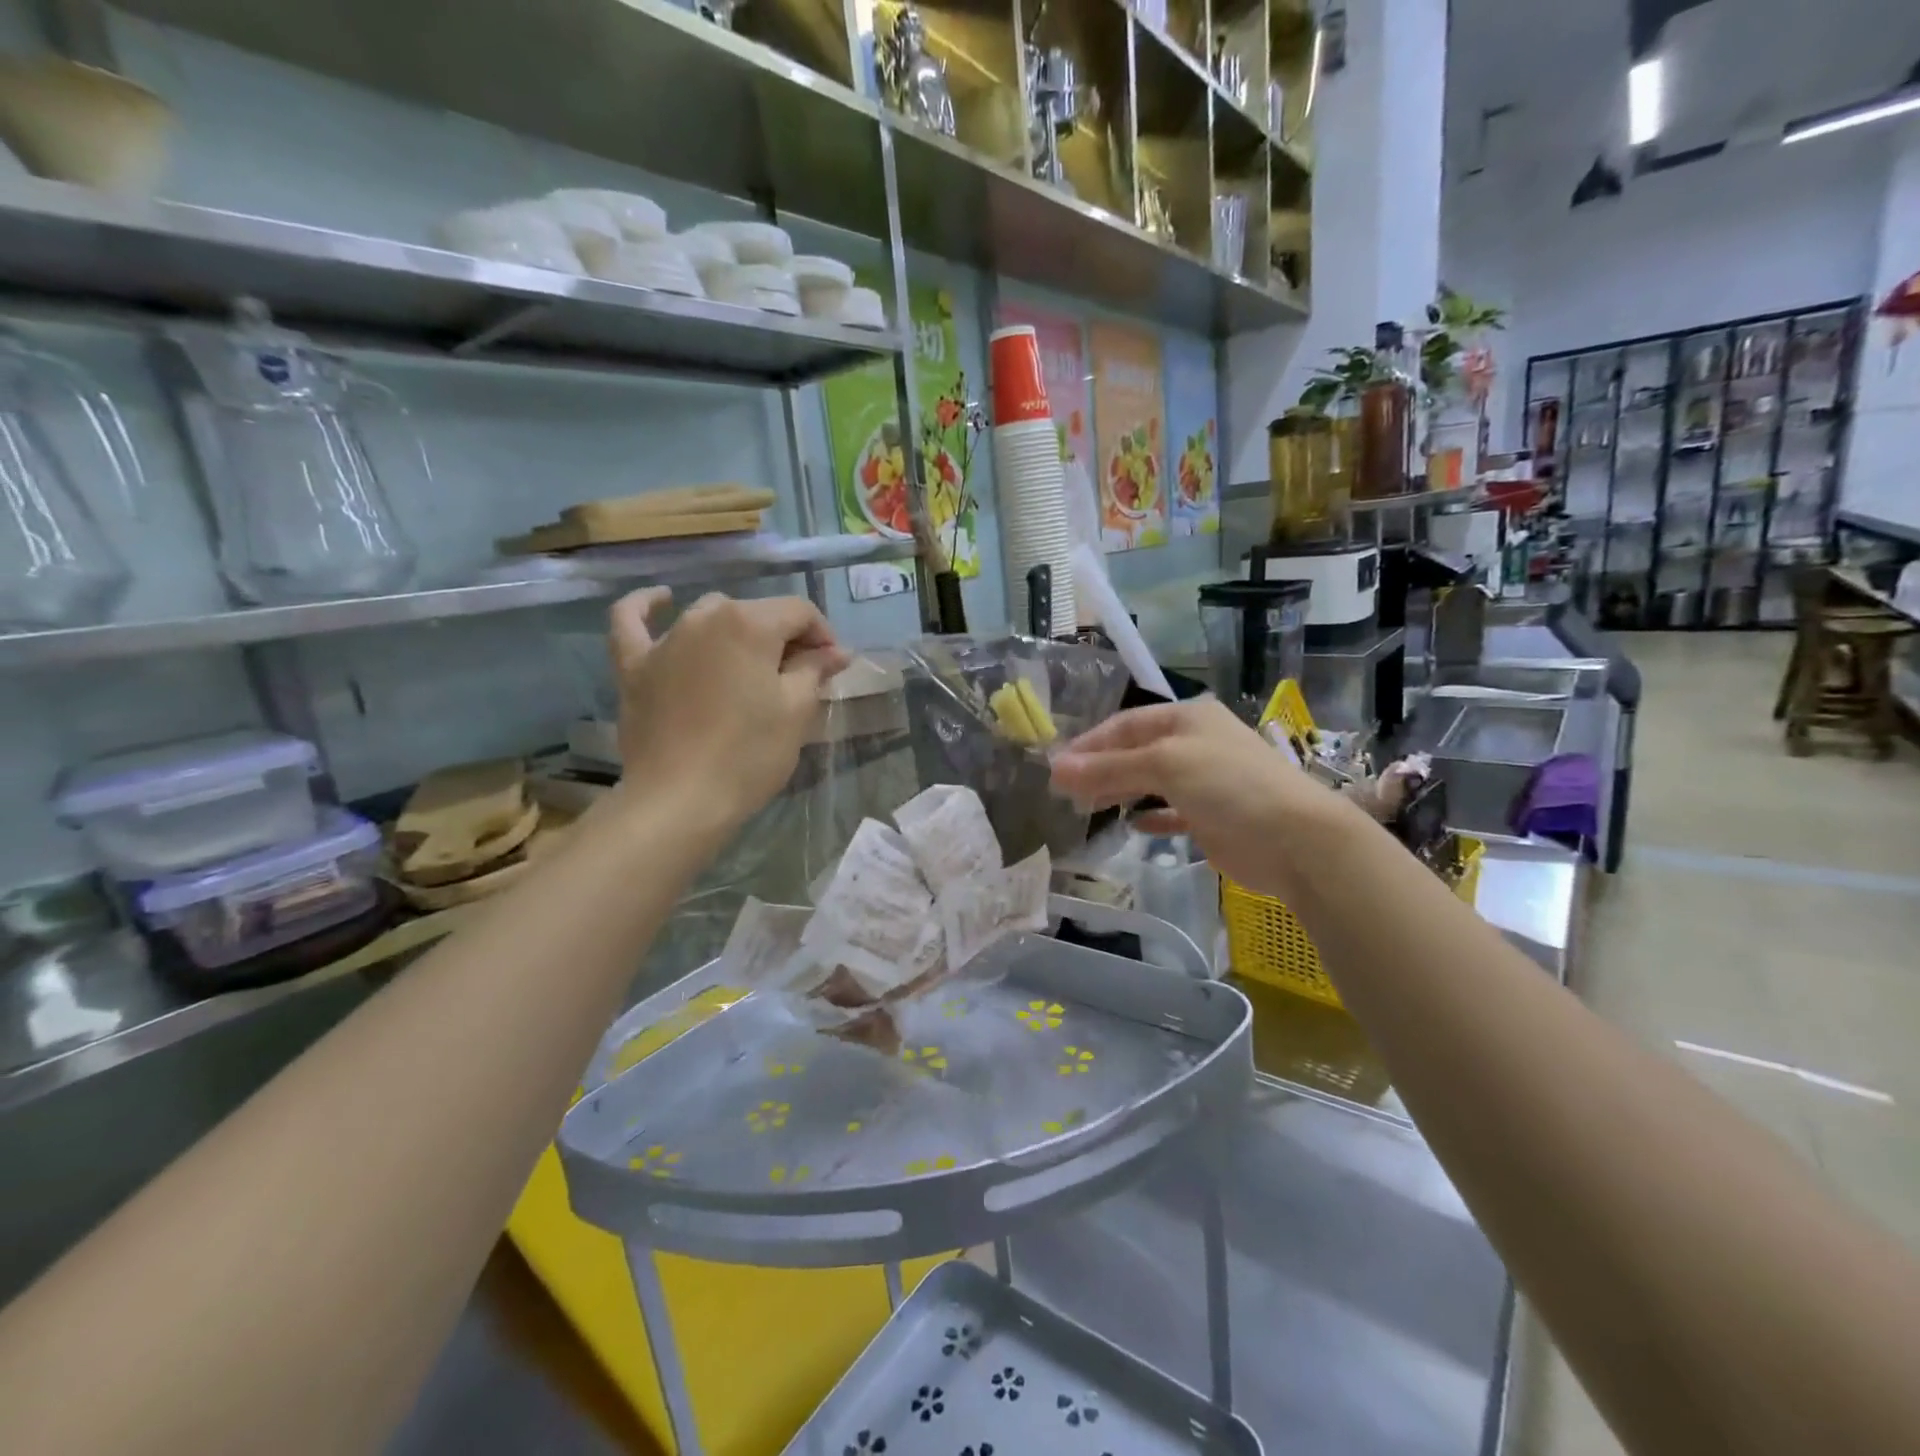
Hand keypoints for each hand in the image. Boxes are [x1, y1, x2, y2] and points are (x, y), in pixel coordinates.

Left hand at [609, 589, 849, 829]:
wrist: (680, 801)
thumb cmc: (749, 755)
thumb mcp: (796, 711)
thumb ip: (814, 670)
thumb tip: (835, 651)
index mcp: (750, 624)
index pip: (799, 611)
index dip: (822, 636)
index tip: (830, 669)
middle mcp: (705, 618)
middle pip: (756, 613)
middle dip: (783, 637)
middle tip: (797, 678)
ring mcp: (665, 639)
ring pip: (708, 615)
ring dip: (735, 630)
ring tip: (749, 664)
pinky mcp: (634, 665)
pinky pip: (632, 621)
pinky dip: (646, 606)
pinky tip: (661, 600)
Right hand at [1049, 697, 1360, 899]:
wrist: (1295, 839)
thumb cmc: (1228, 785)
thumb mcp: (1164, 765)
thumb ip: (1109, 767)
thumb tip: (1055, 769)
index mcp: (1187, 718)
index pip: (1125, 724)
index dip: (1089, 744)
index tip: (1055, 767)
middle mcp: (1195, 743)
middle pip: (1135, 751)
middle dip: (1100, 768)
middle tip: (1064, 791)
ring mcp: (1205, 781)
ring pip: (1150, 781)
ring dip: (1119, 791)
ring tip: (1086, 807)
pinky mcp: (1211, 817)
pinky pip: (1170, 812)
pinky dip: (1149, 817)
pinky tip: (1131, 825)